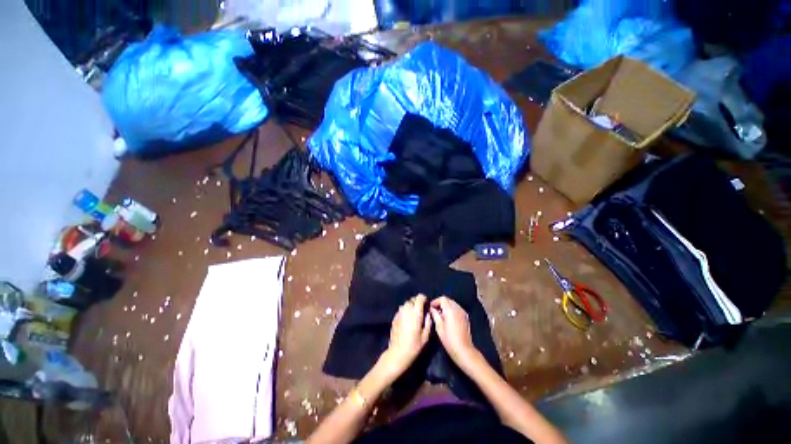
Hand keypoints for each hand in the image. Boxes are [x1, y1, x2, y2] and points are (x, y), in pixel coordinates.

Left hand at [378, 294, 431, 382]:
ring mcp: (399, 312)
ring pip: (406, 304)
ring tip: (414, 316)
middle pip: (412, 299)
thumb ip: (428, 321)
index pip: (420, 297)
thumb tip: (427, 312)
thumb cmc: (414, 345)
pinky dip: (405, 312)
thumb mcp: (426, 335)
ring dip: (411, 307)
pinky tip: (407, 321)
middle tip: (421, 312)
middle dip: (417, 303)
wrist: (398, 353)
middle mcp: (406, 309)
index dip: (424, 299)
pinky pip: (401, 310)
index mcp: (415, 312)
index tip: (426, 305)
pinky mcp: (394, 317)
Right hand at [429, 297, 477, 366]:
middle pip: (448, 300)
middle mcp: (458, 308)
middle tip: (434, 311)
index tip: (431, 307)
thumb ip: (435, 315)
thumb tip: (432, 308)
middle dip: (440, 303)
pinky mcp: (466, 317)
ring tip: (441, 315)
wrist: (464, 350)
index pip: (442, 299)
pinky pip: (457, 308)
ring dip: (446, 306)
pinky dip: (451, 310)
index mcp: (450, 310)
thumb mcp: (439, 328)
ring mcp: (463, 312)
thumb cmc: (449, 340)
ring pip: (453, 303)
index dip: (435, 301)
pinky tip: (448, 318)